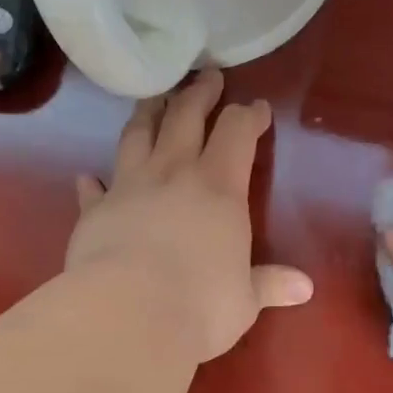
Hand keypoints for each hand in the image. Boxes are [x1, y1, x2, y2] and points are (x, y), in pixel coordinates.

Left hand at [68, 69, 313, 362]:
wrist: (127, 315)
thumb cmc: (200, 305)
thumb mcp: (245, 299)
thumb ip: (269, 284)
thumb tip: (305, 288)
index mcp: (219, 187)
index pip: (237, 132)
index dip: (249, 115)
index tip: (257, 108)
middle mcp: (173, 174)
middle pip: (185, 117)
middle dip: (199, 94)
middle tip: (207, 77)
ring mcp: (128, 187)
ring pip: (137, 135)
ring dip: (147, 113)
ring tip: (153, 98)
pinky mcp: (93, 211)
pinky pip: (92, 189)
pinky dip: (92, 181)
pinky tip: (87, 176)